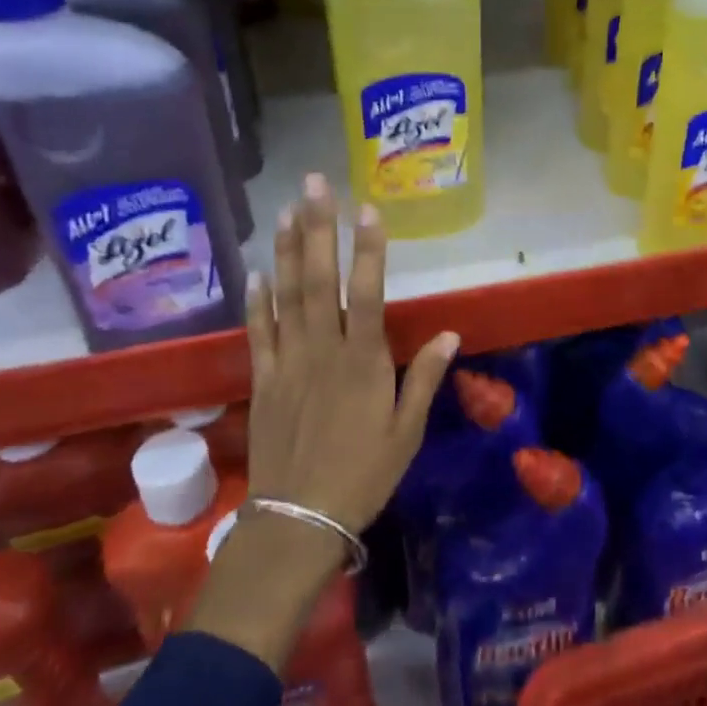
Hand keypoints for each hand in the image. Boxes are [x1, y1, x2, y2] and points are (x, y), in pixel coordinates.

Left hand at [247, 174, 459, 532]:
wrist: (298, 520)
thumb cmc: (362, 475)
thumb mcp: (406, 432)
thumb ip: (424, 378)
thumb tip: (450, 333)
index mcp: (363, 362)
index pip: (367, 293)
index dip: (368, 250)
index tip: (368, 209)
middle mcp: (322, 351)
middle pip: (318, 281)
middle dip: (318, 229)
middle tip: (314, 185)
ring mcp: (287, 362)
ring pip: (285, 296)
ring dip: (285, 251)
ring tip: (285, 210)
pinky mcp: (263, 380)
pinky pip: (258, 333)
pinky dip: (257, 301)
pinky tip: (257, 274)